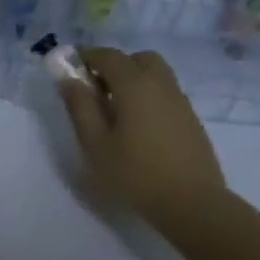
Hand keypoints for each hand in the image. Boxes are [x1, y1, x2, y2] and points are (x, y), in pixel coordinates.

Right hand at [58, 47, 229, 237]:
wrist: (191, 202)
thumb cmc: (134, 173)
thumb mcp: (95, 143)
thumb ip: (80, 106)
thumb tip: (68, 78)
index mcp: (135, 86)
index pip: (108, 56)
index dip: (86, 57)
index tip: (69, 68)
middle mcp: (161, 85)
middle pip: (138, 59)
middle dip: (114, 65)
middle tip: (95, 89)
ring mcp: (180, 101)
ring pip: (155, 74)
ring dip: (132, 79)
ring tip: (113, 109)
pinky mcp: (190, 119)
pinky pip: (165, 92)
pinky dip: (147, 94)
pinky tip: (136, 124)